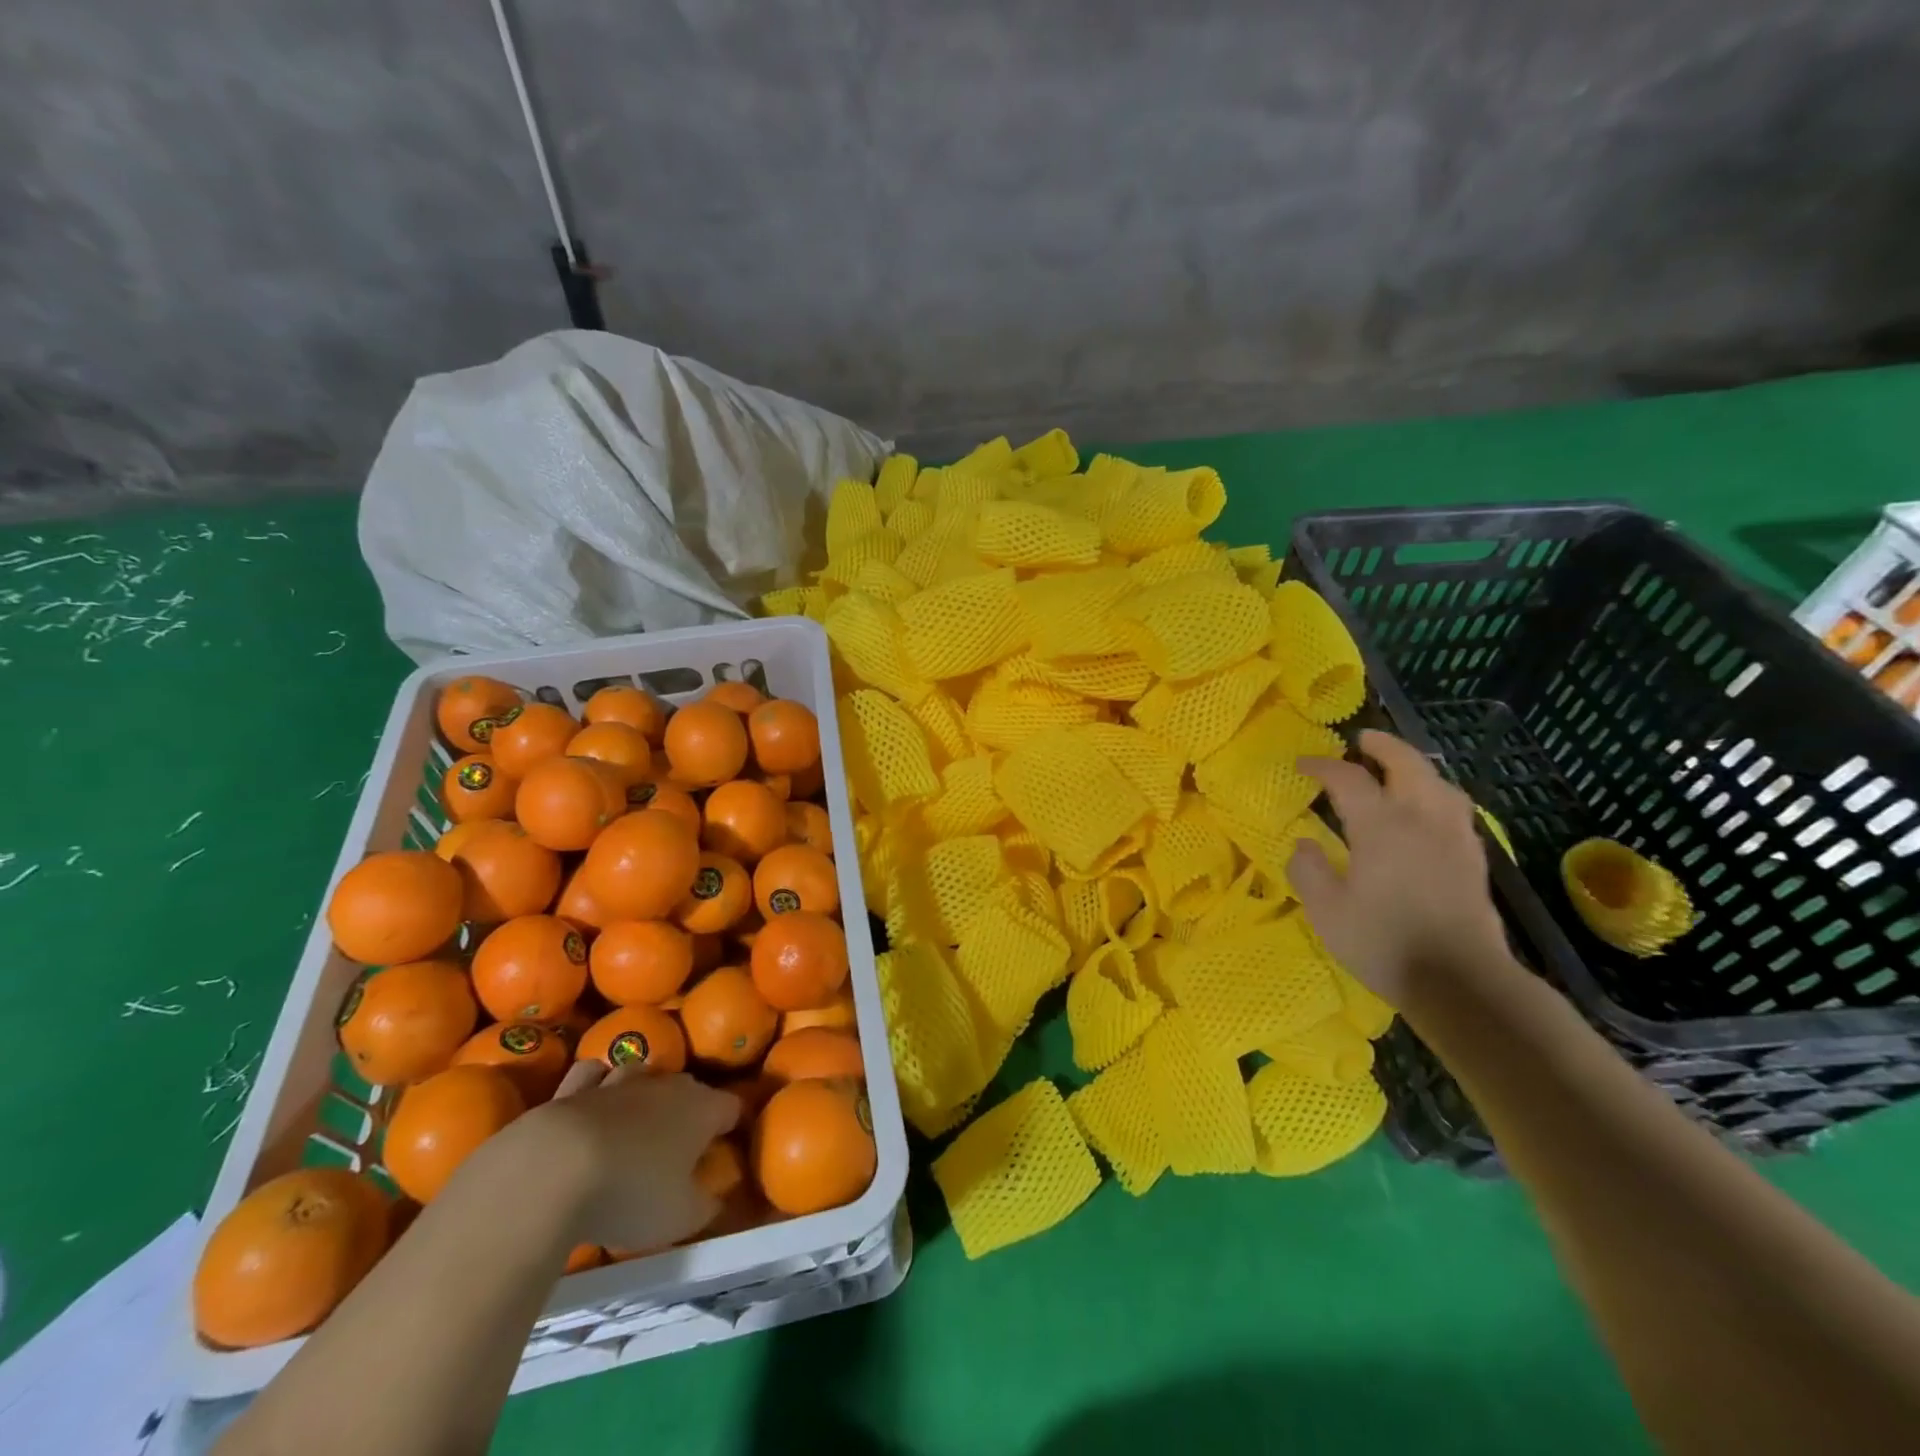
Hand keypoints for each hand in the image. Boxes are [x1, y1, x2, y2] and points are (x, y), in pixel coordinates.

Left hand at [514, 1063, 740, 1254]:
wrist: (553, 1170)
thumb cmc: (631, 1193)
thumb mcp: (681, 1218)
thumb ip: (706, 1206)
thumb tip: (716, 1198)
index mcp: (702, 1109)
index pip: (731, 1107)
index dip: (730, 1125)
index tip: (722, 1148)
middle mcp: (667, 1085)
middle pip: (689, 1087)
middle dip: (688, 1109)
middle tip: (678, 1146)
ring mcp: (619, 1081)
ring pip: (643, 1073)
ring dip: (644, 1092)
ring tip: (635, 1121)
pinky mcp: (573, 1088)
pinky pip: (593, 1075)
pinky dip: (595, 1084)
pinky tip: (592, 1104)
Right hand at [1288, 729, 1507, 1009]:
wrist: (1461, 981)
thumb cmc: (1385, 943)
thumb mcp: (1327, 911)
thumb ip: (1309, 871)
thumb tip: (1304, 843)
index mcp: (1380, 826)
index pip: (1348, 778)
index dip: (1323, 766)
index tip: (1303, 764)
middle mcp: (1420, 819)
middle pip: (1407, 764)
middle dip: (1383, 746)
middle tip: (1363, 740)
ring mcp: (1453, 836)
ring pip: (1439, 782)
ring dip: (1415, 766)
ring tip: (1398, 770)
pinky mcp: (1473, 858)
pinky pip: (1455, 807)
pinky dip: (1436, 793)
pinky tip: (1428, 810)